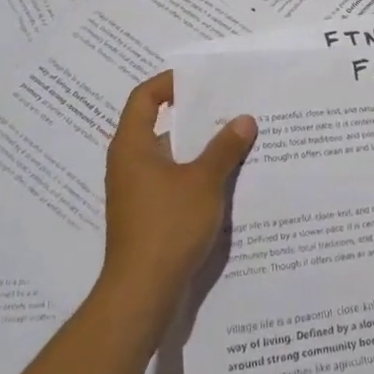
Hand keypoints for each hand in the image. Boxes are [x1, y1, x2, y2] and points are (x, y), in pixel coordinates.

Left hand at [99, 72, 256, 321]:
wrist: (142, 293)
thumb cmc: (167, 226)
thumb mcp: (203, 182)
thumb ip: (224, 148)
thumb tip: (244, 119)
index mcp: (132, 146)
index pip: (144, 97)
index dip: (170, 83)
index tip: (202, 79)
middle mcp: (129, 164)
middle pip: (160, 125)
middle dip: (196, 116)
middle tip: (231, 106)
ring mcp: (137, 192)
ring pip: (171, 156)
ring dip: (201, 148)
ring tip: (238, 139)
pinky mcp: (148, 215)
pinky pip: (175, 181)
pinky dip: (197, 174)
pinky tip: (228, 178)